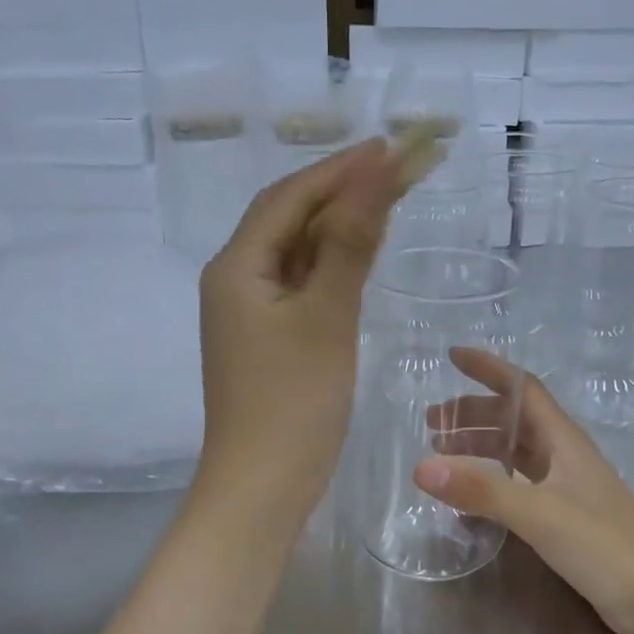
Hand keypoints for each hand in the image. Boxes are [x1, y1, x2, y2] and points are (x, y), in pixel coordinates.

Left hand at [195, 139, 408, 525]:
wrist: (262, 488)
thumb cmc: (293, 404)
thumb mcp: (325, 318)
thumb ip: (348, 244)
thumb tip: (373, 174)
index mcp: (236, 267)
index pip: (289, 197)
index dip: (339, 168)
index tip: (390, 146)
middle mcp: (235, 280)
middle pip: (290, 219)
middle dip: (342, 190)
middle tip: (399, 167)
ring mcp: (249, 312)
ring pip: (296, 252)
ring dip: (338, 225)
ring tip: (388, 198)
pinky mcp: (267, 339)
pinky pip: (300, 285)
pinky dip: (331, 264)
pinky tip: (360, 255)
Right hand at [416, 348, 633, 633]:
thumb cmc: (603, 544)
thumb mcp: (538, 513)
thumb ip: (481, 490)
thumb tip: (421, 467)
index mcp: (563, 441)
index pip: (523, 389)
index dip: (489, 369)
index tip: (453, 357)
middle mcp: (565, 456)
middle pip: (515, 420)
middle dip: (473, 414)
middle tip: (432, 425)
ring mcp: (568, 488)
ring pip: (517, 452)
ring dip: (481, 446)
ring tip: (444, 455)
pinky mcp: (567, 517)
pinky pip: (520, 484)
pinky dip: (493, 480)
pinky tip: (475, 496)